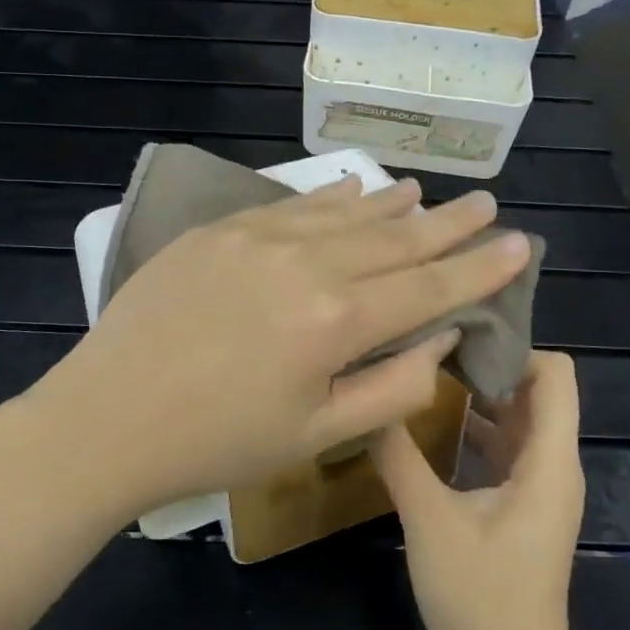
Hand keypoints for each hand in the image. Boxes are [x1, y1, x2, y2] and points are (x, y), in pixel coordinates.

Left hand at [24, 176, 534, 517]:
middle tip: (485, 204)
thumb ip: (391, 386)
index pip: (429, 287)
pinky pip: (292, 205)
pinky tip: (353, 189)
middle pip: (394, 239)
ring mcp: (259, 237)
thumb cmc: (219, 441)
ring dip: (392, 205)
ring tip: (427, 195)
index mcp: (337, 321)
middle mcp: (307, 263)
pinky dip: (330, 198)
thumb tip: (440, 337)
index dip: (478, 268)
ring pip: (345, 213)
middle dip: (447, 225)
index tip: (519, 244)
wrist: (110, 415)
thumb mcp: (316, 434)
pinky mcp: (221, 230)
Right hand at [373, 352, 585, 629]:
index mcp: (547, 460)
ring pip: (518, 414)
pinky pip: (506, 443)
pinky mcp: (523, 501)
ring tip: (426, 368)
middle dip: (489, 360)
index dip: (515, 345)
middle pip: (535, 386)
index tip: (459, 332)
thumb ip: (399, 456)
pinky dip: (477, 422)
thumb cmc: (481, 600)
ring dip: (479, 390)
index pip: (556, 373)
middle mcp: (553, 462)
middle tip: (431, 342)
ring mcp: (539, 483)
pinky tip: (432, 418)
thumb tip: (369, 399)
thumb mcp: (429, 523)